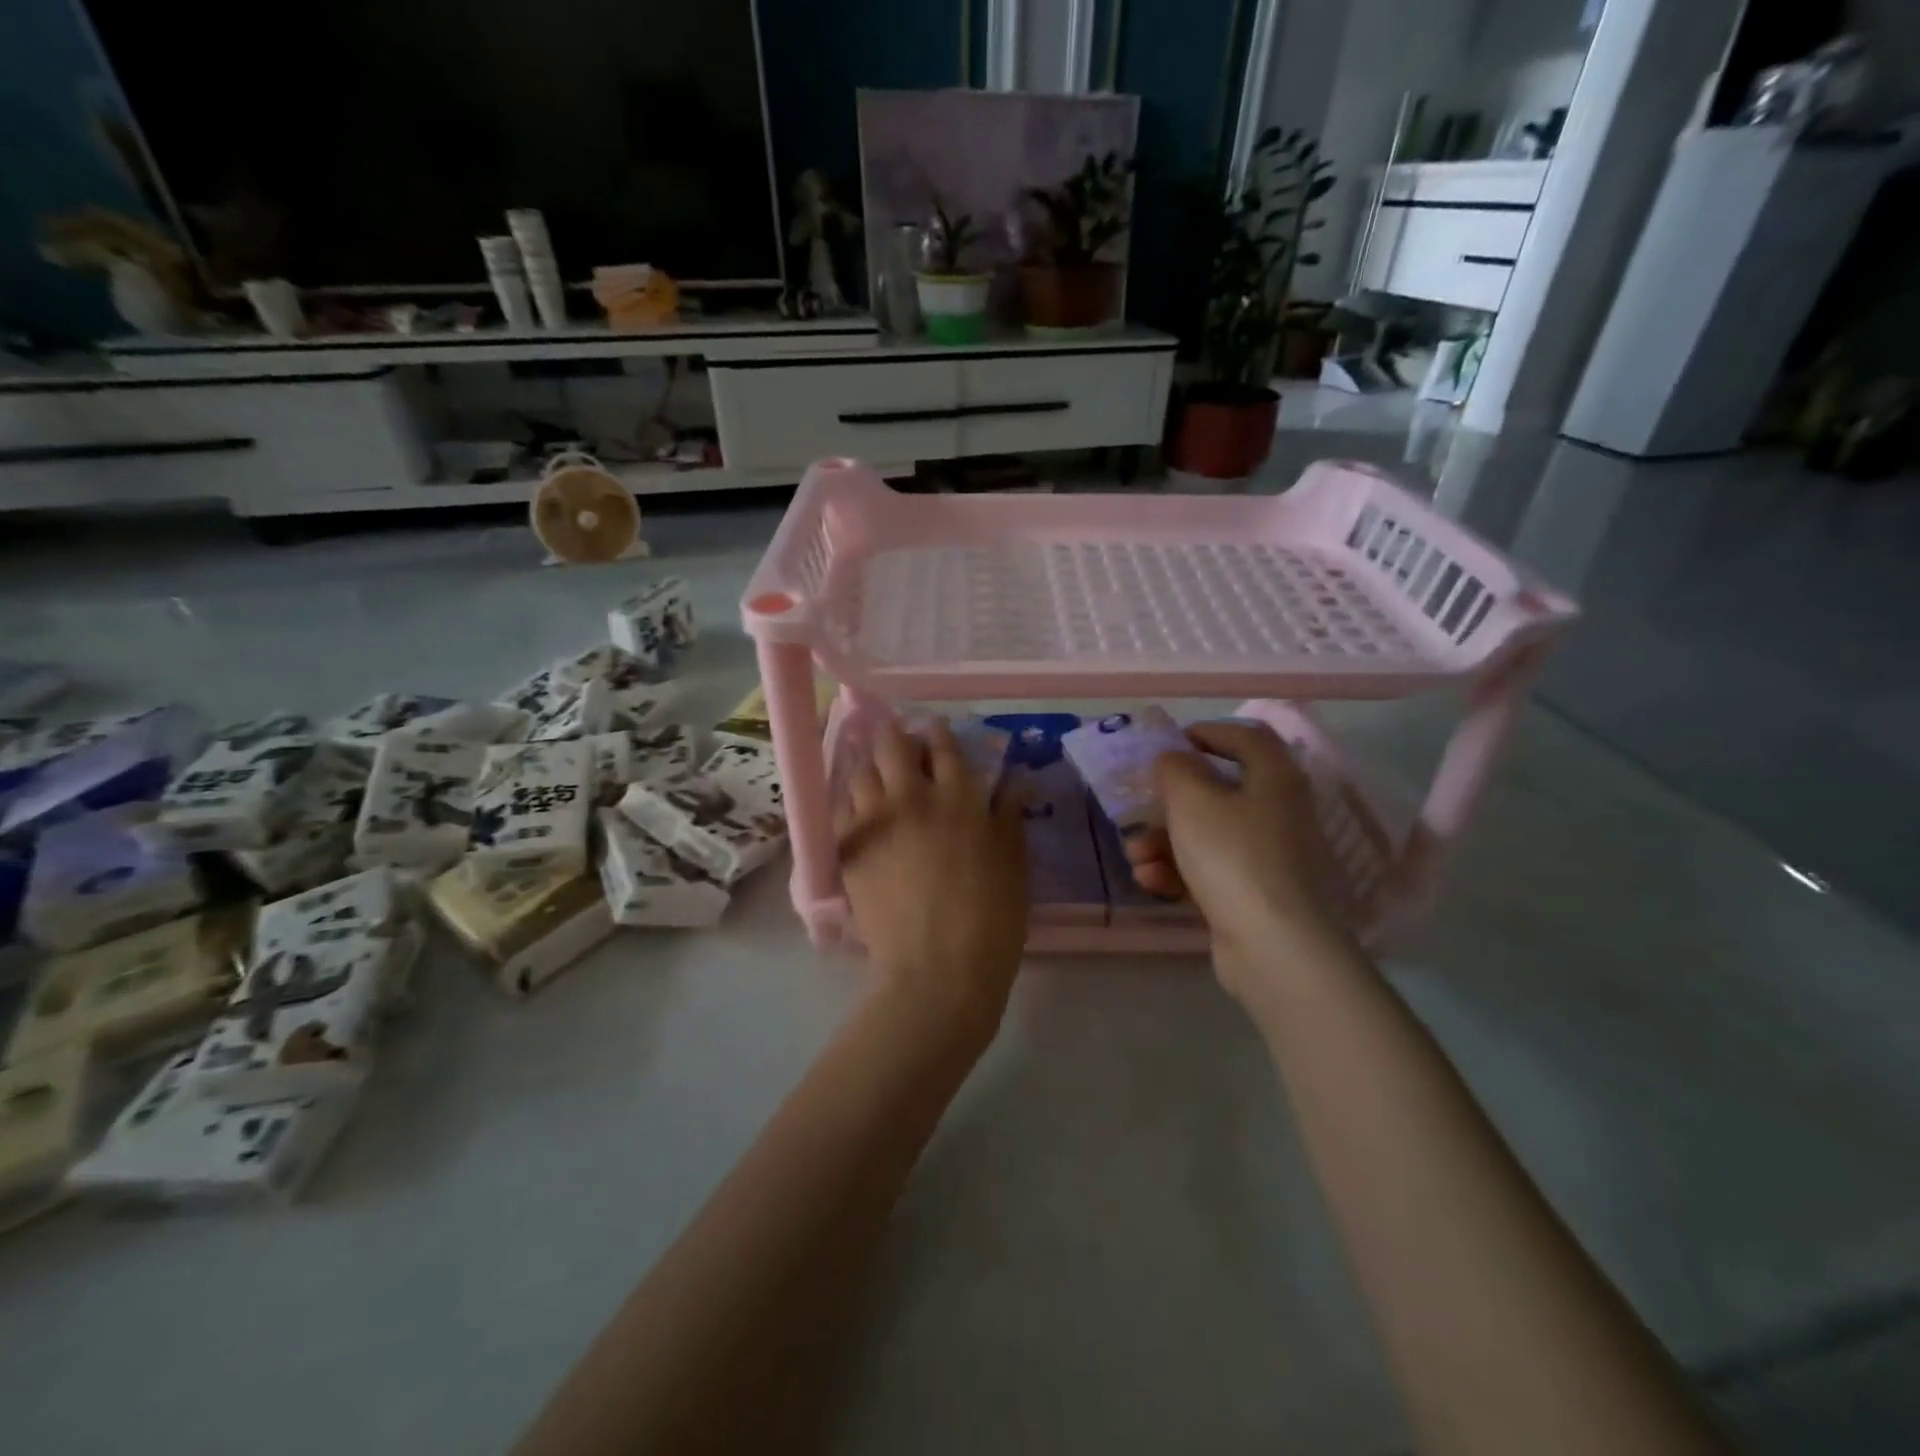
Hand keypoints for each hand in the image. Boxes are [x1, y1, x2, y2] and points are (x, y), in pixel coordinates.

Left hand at [837, 719, 1029, 1039]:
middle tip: (900, 745)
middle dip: (894, 736)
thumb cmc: (990, 918)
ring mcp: (874, 823)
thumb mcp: (1013, 863)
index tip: (934, 729)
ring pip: (861, 773)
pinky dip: (851, 801)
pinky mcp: (848, 850)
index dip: (937, 732)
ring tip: (877, 773)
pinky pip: (841, 809)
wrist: (937, 969)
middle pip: (892, 747)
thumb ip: (1009, 815)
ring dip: (870, 766)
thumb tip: (1016, 780)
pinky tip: (859, 809)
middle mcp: (911, 799)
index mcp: (958, 798)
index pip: (943, 747)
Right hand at [1121, 721, 1351, 1001]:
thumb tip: (1175, 760)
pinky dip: (1180, 871)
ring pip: (1208, 834)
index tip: (1172, 743)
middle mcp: (1278, 811)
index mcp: (1274, 778)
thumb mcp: (1192, 800)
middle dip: (1170, 802)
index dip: (1209, 732)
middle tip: (1141, 808)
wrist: (1272, 944)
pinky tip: (1152, 882)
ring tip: (1136, 856)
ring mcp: (1268, 856)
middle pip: (1219, 791)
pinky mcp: (1254, 894)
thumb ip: (1175, 769)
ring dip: (1165, 841)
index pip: (1248, 737)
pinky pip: (1211, 870)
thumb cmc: (1232, 855)